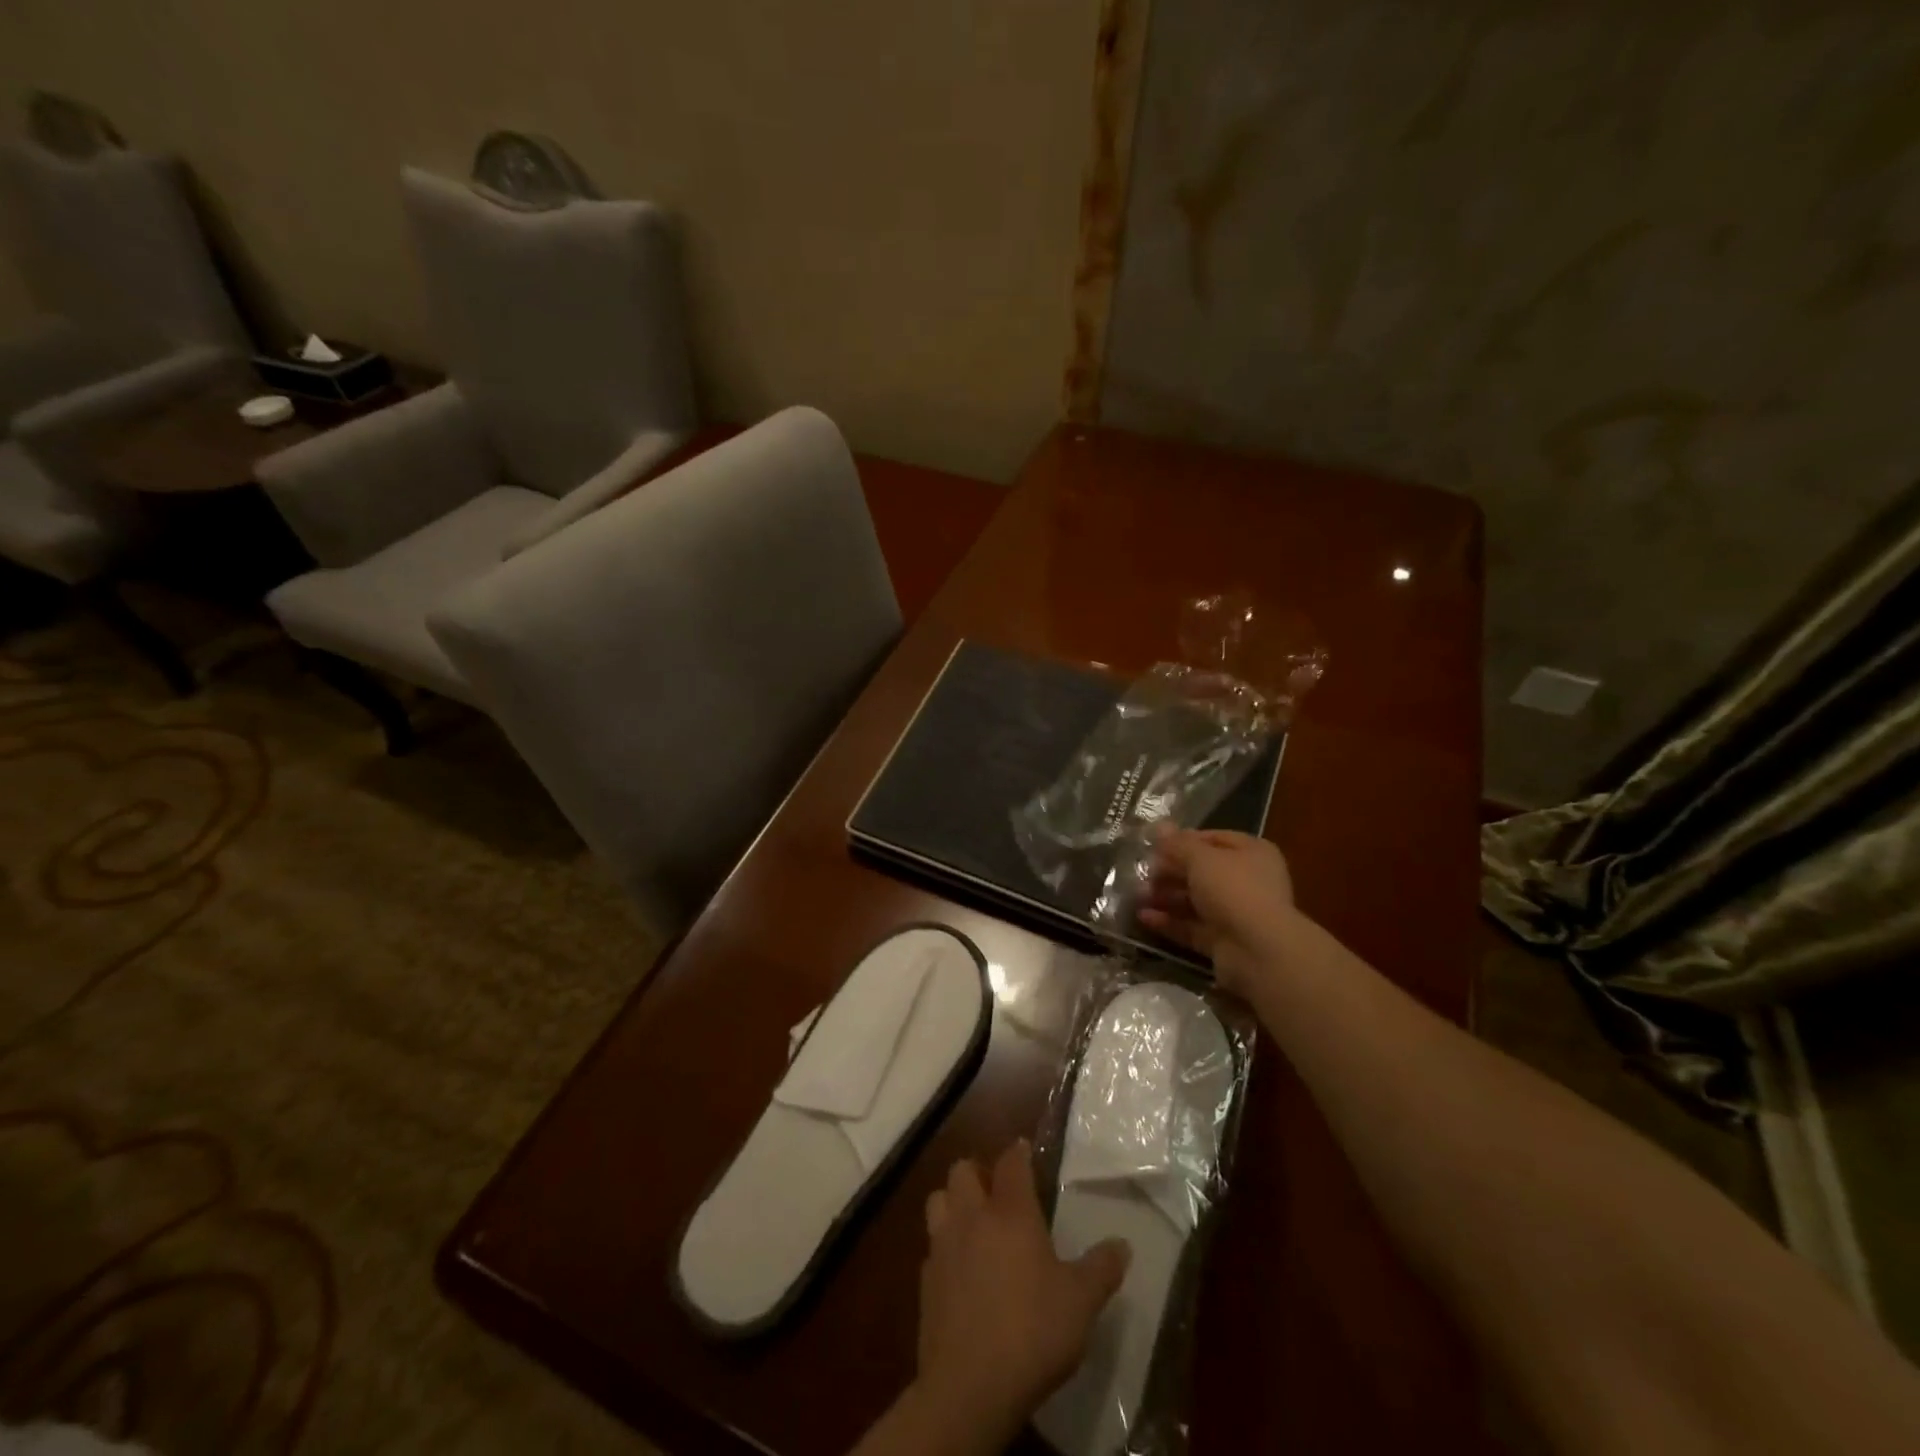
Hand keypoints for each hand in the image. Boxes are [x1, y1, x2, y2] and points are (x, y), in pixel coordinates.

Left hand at [915, 1142, 1128, 1440]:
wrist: (970, 1385)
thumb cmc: (1032, 1331)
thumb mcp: (1081, 1303)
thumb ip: (1101, 1269)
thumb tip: (1123, 1244)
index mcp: (1011, 1212)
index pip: (1011, 1163)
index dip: (1018, 1152)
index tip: (1024, 1150)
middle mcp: (972, 1217)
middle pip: (963, 1170)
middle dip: (978, 1172)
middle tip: (996, 1191)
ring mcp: (943, 1245)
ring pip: (938, 1199)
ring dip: (953, 1201)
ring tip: (972, 1221)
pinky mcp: (925, 1279)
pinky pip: (931, 1246)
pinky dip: (944, 1247)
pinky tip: (959, 1269)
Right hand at [1138, 827, 1295, 994]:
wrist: (1259, 951)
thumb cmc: (1233, 890)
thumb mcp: (1201, 859)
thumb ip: (1178, 844)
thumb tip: (1159, 826)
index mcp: (1252, 853)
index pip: (1213, 839)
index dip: (1183, 840)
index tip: (1154, 845)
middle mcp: (1248, 881)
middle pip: (1202, 871)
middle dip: (1169, 871)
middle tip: (1141, 872)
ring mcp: (1236, 913)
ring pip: (1195, 900)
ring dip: (1166, 897)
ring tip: (1136, 896)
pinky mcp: (1224, 941)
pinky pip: (1192, 927)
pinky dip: (1169, 922)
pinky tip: (1143, 917)